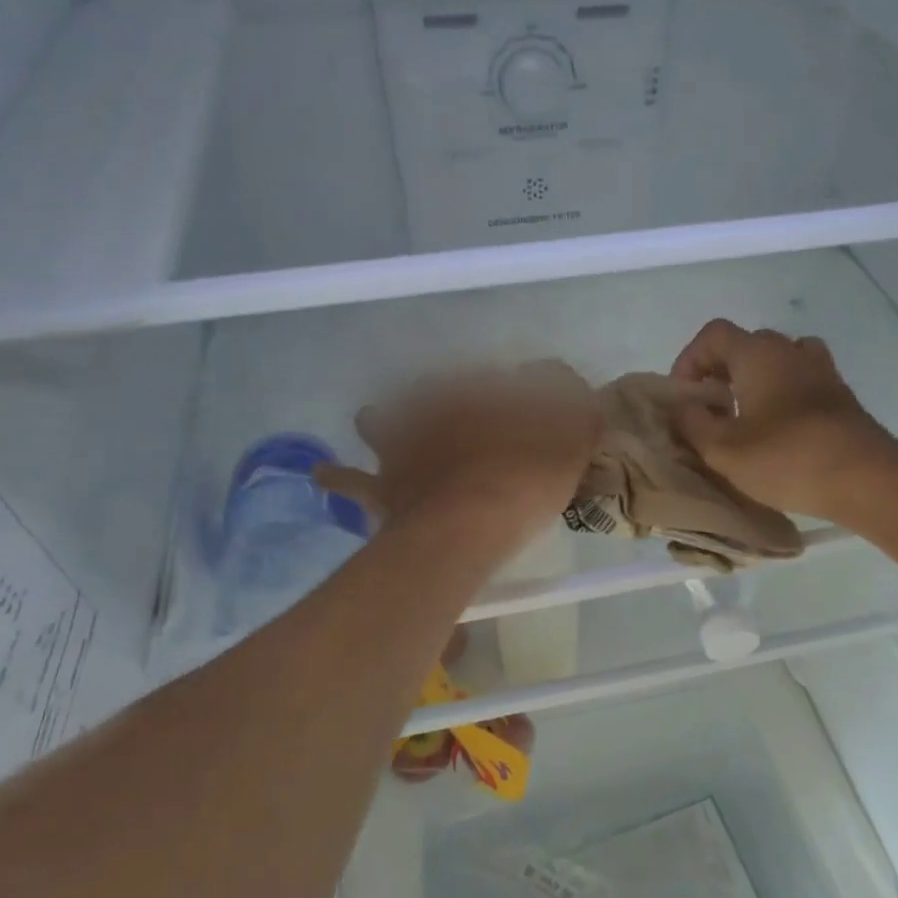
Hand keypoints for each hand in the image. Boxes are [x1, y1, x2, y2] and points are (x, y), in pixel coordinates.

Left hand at [316, 362, 602, 551]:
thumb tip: (558, 375)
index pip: (488, 377)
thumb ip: (574, 400)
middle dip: (434, 397)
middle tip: (445, 409)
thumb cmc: (529, 474)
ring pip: (380, 421)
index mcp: (478, 392)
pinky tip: (323, 472)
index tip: (514, 402)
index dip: (502, 389)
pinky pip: (350, 480)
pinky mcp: (383, 486)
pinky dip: (337, 475)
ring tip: (377, 421)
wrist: (474, 522)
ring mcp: (402, 445)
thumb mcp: (573, 431)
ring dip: (380, 421)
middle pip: (427, 391)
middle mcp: (432, 409)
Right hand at [670, 321, 897, 522]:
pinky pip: (802, 379)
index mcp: (757, 354)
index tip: (684, 395)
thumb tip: (684, 406)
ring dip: (755, 378)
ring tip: (745, 414)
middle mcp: (789, 350)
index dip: (690, 358)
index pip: (714, 334)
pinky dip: (784, 392)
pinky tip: (780, 426)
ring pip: (778, 359)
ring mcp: (821, 370)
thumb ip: (693, 423)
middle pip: (746, 344)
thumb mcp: (723, 450)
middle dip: (720, 370)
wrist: (865, 478)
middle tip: (709, 407)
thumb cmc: (786, 458)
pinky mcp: (840, 395)